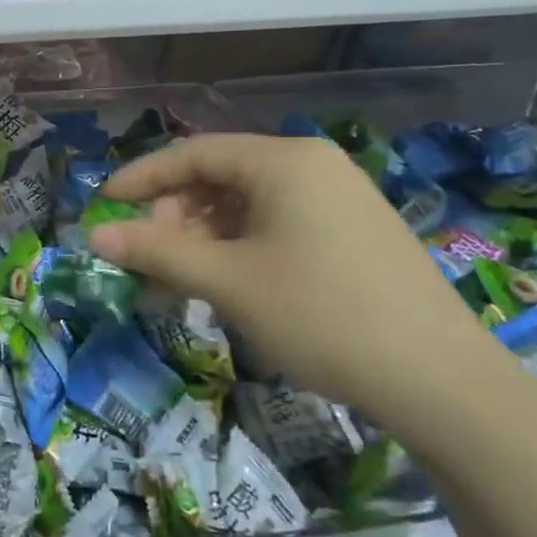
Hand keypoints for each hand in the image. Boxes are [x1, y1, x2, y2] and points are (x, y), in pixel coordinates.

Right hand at [88, 133, 501, 419]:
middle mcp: (312, 166)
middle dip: (175, 215)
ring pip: (247, 204)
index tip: (104, 205)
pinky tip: (226, 283)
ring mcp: (339, 199)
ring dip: (203, 236)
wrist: (442, 382)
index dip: (142, 178)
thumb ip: (156, 252)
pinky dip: (239, 248)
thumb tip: (93, 236)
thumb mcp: (228, 282)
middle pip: (220, 177)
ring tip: (181, 279)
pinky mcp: (353, 233)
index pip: (193, 153)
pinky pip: (277, 224)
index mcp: (284, 162)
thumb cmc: (322, 315)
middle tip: (149, 257)